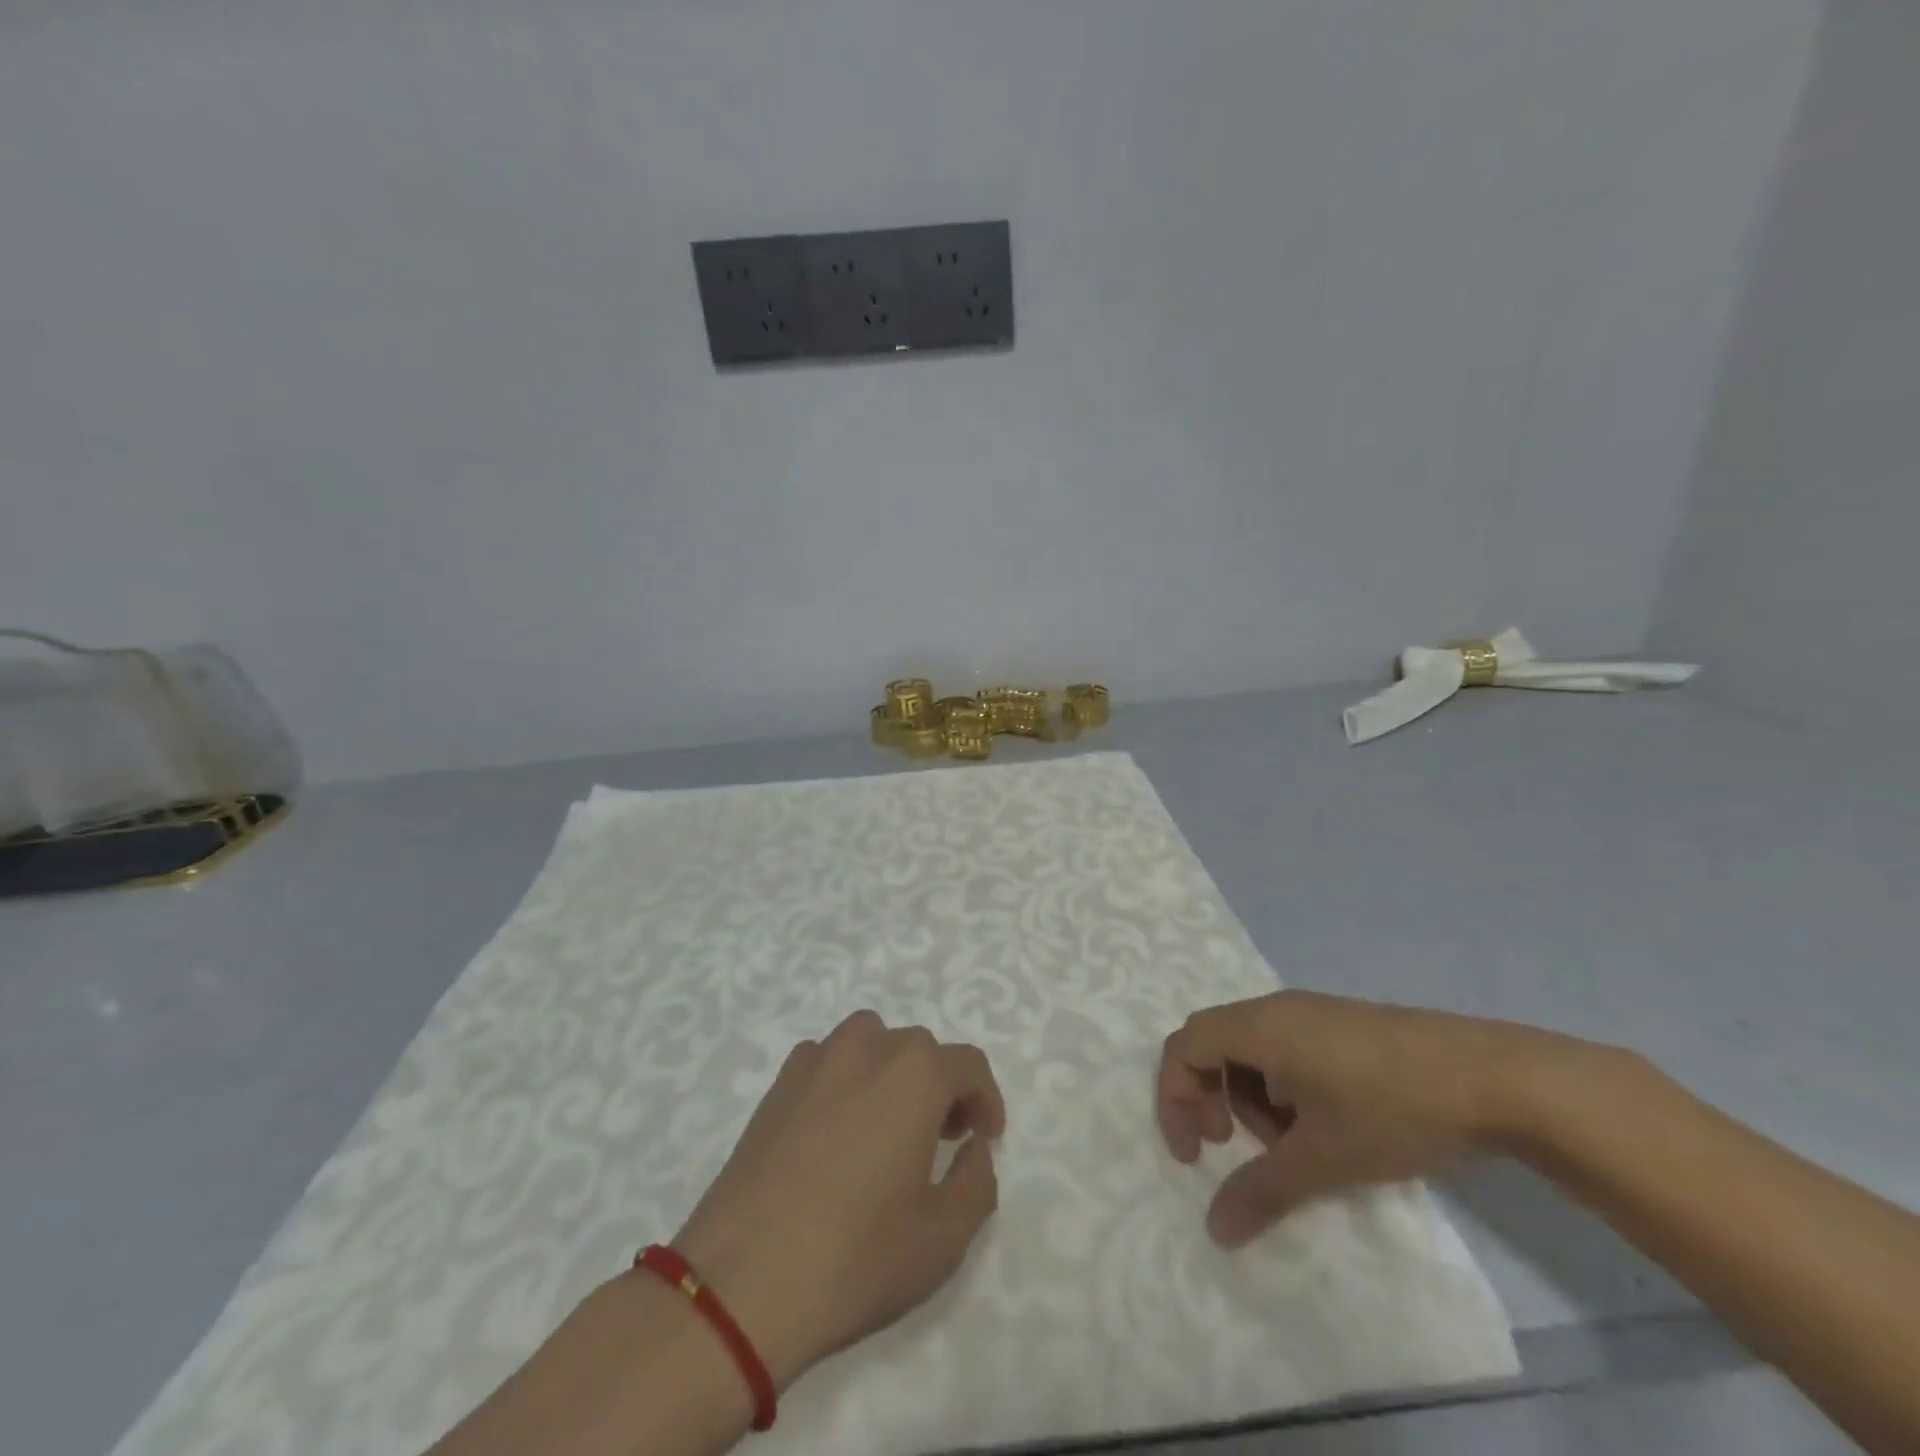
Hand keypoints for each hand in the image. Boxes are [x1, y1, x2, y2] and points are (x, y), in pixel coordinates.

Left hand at [671, 1011, 1004, 1390]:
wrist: (741, 1283)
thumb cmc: (856, 1257)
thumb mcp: (944, 1236)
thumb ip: (977, 1180)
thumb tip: (972, 1146)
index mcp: (914, 1074)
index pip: (968, 1064)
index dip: (986, 1099)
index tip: (985, 1139)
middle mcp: (867, 1049)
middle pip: (920, 1050)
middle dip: (941, 1087)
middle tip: (942, 1138)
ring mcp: (815, 1062)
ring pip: (870, 1043)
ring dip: (891, 1072)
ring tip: (888, 1125)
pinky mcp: (776, 1086)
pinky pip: (825, 1061)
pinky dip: (844, 1079)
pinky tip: (835, 1131)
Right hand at [1158, 990, 1583, 1247]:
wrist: (1495, 1078)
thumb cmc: (1392, 1110)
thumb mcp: (1323, 1158)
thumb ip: (1262, 1190)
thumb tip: (1216, 1230)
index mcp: (1258, 1026)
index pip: (1184, 1046)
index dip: (1174, 1097)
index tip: (1196, 1153)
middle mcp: (1275, 1008)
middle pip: (1213, 1043)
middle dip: (1209, 1096)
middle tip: (1231, 1145)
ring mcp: (1312, 1011)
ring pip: (1252, 1048)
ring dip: (1251, 1096)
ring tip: (1294, 1143)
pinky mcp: (1343, 1023)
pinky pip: (1286, 1047)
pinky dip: (1283, 1086)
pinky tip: (1325, 1121)